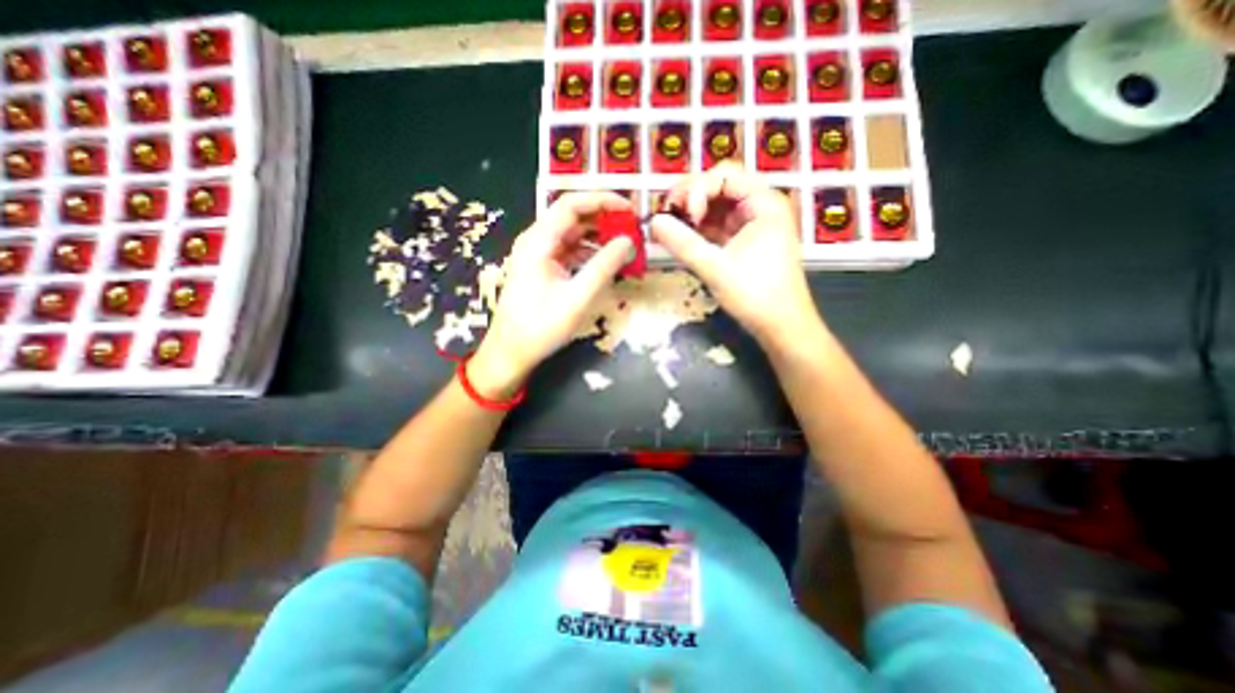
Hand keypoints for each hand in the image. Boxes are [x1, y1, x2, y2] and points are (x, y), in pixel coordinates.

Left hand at [470, 190, 630, 395]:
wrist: (512, 353)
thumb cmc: (540, 327)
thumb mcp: (577, 298)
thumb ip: (603, 267)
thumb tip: (628, 241)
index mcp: (538, 241)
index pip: (571, 205)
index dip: (602, 201)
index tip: (630, 209)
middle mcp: (537, 241)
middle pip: (573, 217)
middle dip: (604, 218)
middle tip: (633, 227)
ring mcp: (539, 255)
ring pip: (573, 234)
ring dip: (599, 236)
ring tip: (625, 244)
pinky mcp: (544, 268)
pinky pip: (570, 251)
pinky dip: (590, 252)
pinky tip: (607, 261)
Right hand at [648, 161, 816, 345]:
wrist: (782, 326)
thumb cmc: (756, 295)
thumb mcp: (715, 268)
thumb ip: (682, 243)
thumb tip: (653, 222)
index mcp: (763, 203)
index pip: (725, 175)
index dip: (698, 189)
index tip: (686, 217)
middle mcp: (759, 206)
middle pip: (719, 186)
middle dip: (690, 198)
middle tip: (668, 217)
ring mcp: (751, 224)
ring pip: (715, 207)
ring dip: (691, 214)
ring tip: (671, 228)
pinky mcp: (743, 241)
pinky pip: (717, 226)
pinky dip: (699, 230)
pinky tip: (682, 237)